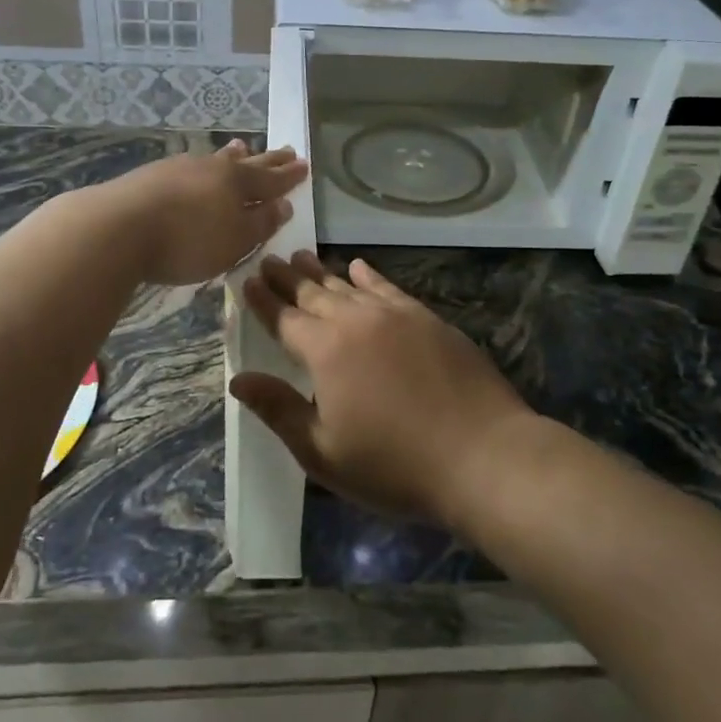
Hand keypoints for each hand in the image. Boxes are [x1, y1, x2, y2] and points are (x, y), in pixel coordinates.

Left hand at [104, 140, 307, 285]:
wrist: (117, 227)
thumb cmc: (187, 241)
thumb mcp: (234, 241)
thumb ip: (261, 223)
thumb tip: (283, 205)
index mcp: (238, 184)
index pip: (272, 179)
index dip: (289, 176)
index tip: (304, 165)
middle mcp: (213, 168)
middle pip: (247, 163)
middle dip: (268, 160)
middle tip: (286, 150)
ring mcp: (180, 167)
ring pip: (216, 159)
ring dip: (234, 155)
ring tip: (242, 147)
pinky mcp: (153, 175)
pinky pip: (191, 165)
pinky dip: (204, 165)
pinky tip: (196, 167)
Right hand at [229, 252, 538, 530]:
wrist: (482, 454)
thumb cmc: (394, 465)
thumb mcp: (323, 451)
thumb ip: (278, 410)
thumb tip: (238, 379)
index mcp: (325, 351)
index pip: (284, 318)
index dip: (263, 300)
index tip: (246, 280)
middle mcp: (357, 321)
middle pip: (313, 293)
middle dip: (287, 277)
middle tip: (269, 260)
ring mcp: (396, 315)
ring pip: (348, 285)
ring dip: (322, 271)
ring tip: (303, 256)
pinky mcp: (427, 319)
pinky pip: (388, 288)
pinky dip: (369, 276)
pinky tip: (359, 267)